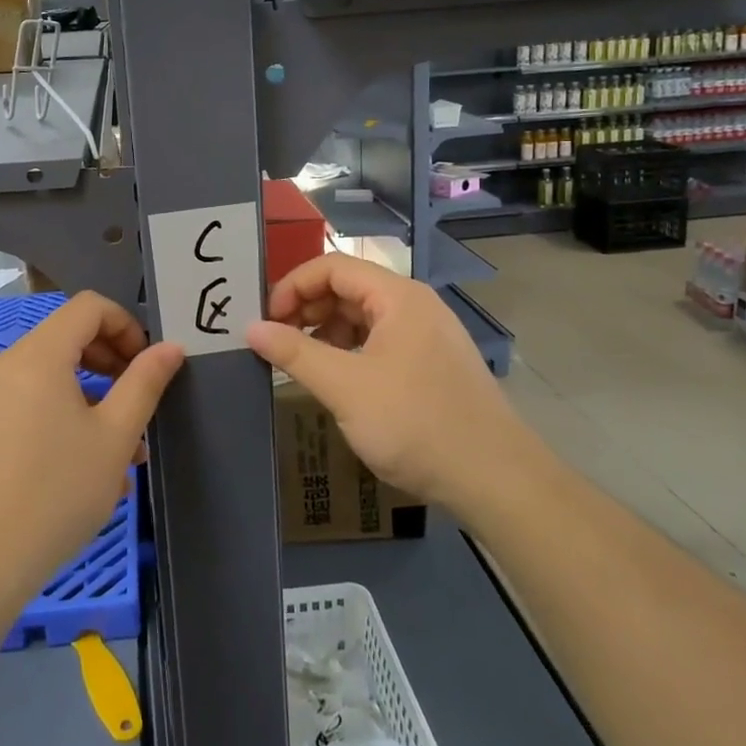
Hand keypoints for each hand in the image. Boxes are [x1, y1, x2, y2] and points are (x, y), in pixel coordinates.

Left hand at [0, 292, 184, 612]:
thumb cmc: (55, 494)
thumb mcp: (114, 438)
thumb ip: (144, 384)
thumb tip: (170, 348)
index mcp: (38, 355)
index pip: (89, 307)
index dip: (127, 325)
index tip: (147, 367)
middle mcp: (5, 365)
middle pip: (67, 338)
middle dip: (111, 363)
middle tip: (137, 406)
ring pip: (50, 378)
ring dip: (91, 398)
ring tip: (120, 452)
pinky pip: (28, 404)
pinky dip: (61, 417)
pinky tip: (82, 470)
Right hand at [247, 253, 516, 510]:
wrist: (495, 479)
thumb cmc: (415, 423)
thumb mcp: (345, 387)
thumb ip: (295, 353)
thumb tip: (251, 328)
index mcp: (398, 296)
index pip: (333, 266)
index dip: (293, 286)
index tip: (266, 320)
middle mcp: (414, 305)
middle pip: (348, 288)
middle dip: (307, 309)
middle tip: (276, 341)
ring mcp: (426, 335)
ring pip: (363, 317)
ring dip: (326, 332)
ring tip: (301, 363)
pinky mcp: (431, 364)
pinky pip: (380, 342)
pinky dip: (350, 352)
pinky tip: (337, 380)